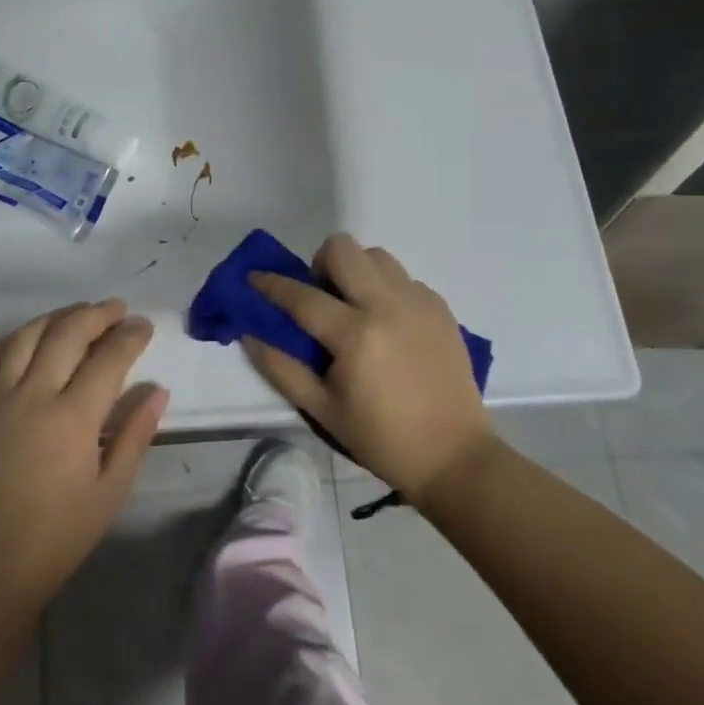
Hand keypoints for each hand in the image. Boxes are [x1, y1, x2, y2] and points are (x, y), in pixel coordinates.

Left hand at [0, 299, 167, 620]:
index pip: (108, 358)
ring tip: (78, 314)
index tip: (144, 326)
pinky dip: (12, 338)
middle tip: (117, 310)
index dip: (130, 336)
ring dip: (56, 317)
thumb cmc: (59, 535)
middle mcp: (33, 396)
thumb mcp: (111, 490)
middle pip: (67, 334)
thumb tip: (157, 390)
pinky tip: (28, 337)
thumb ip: (135, 434)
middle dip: (97, 314)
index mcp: (72, 418)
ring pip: (26, 336)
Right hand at [247, 235, 492, 503]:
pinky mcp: (440, 307)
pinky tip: (386, 323)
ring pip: (375, 255)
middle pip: (343, 249)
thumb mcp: (322, 410)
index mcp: (355, 335)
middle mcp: (387, 306)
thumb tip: (250, 334)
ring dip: (355, 270)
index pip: (302, 295)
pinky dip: (385, 288)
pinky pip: (402, 277)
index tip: (253, 277)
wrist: (453, 455)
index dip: (271, 284)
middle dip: (319, 264)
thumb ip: (281, 368)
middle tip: (320, 296)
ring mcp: (418, 302)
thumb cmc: (381, 438)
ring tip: (354, 306)